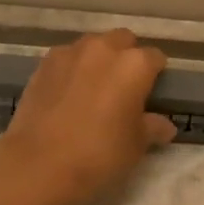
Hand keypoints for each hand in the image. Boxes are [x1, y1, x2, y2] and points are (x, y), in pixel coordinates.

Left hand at [0, 29, 175, 204]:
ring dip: (99, 59)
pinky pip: (67, 58)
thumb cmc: (99, 154)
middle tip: (124, 86)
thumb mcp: (136, 146)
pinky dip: (72, 68)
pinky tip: (68, 93)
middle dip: (127, 56)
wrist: (38, 164)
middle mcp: (105, 49)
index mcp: (135, 65)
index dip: (156, 75)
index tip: (152, 93)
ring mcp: (71, 53)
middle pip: (124, 40)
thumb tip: (165, 126)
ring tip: (94, 87)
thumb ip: (152, 128)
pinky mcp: (44, 64)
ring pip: (93, 45)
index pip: (155, 58)